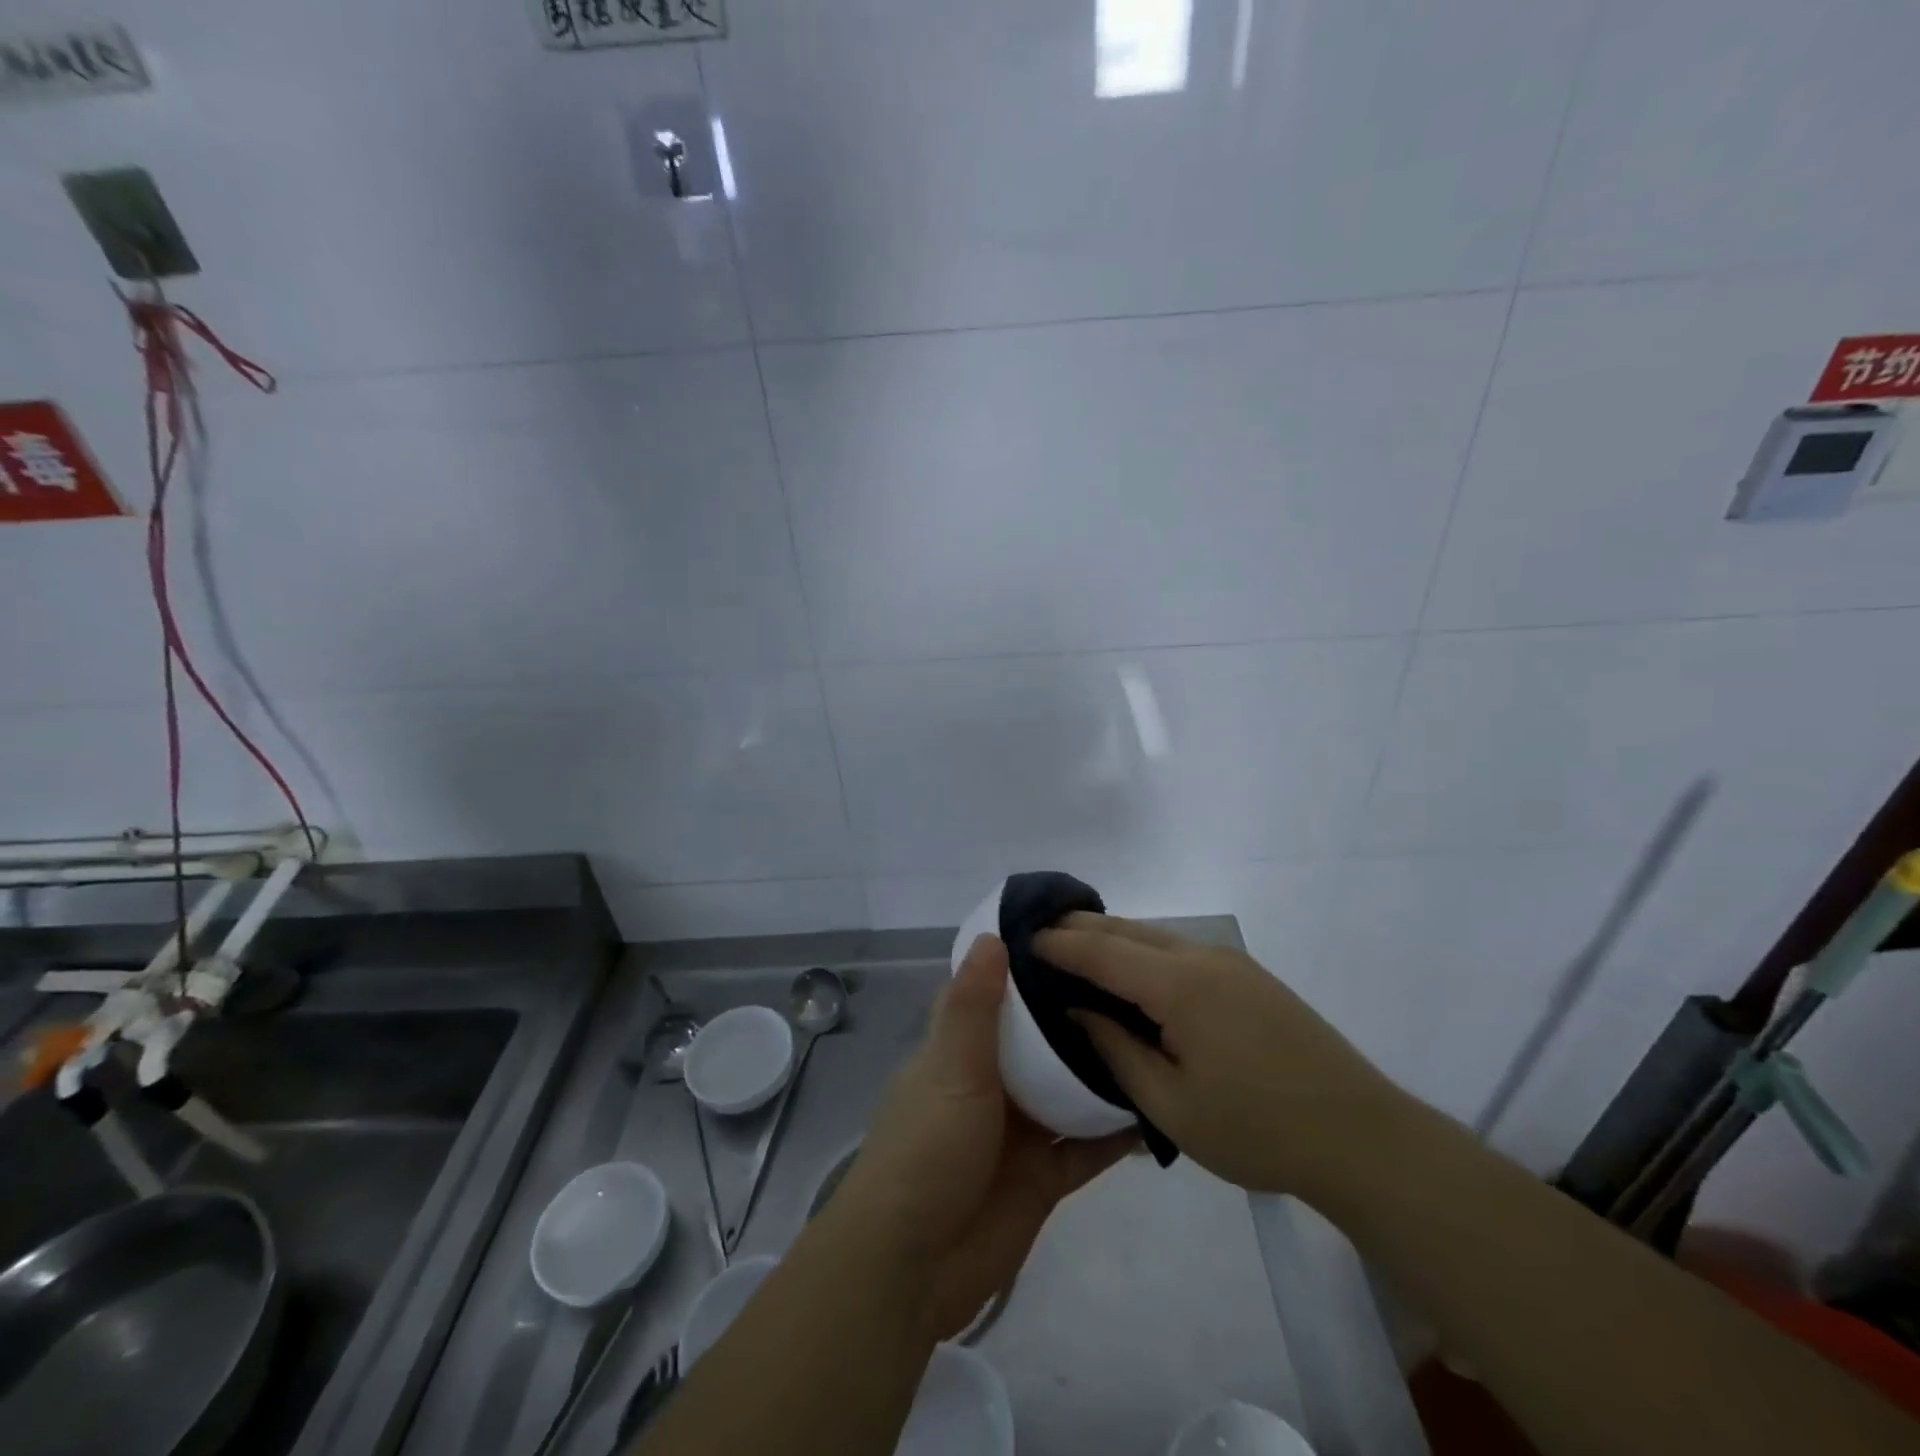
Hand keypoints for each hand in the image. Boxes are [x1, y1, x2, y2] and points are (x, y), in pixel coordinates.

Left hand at [834, 935, 1136, 1339]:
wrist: (913, 1268)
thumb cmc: (926, 1151)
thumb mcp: (950, 1069)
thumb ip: (973, 1007)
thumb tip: (993, 934)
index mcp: (961, 1048)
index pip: (995, 993)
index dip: (1027, 965)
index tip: (1075, 936)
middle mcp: (992, 1082)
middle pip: (1040, 1040)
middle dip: (1077, 1017)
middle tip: (1136, 985)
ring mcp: (1019, 1130)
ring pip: (1068, 1090)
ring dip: (1102, 1072)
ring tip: (1157, 1037)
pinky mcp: (1043, 1176)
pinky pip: (1087, 1147)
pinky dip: (1116, 1133)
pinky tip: (1158, 1110)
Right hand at [1036, 914, 1409, 1197]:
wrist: (1362, 1138)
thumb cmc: (1258, 1129)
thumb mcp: (1172, 1106)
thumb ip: (1117, 1051)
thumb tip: (1078, 1011)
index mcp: (1179, 985)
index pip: (1102, 951)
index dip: (1059, 944)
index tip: (1022, 939)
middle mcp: (1202, 957)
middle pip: (1127, 930)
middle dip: (1080, 927)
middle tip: (1039, 932)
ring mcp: (1231, 963)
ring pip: (1155, 935)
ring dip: (1113, 937)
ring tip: (1076, 948)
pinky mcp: (1250, 977)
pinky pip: (1180, 949)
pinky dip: (1143, 949)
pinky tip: (1132, 971)